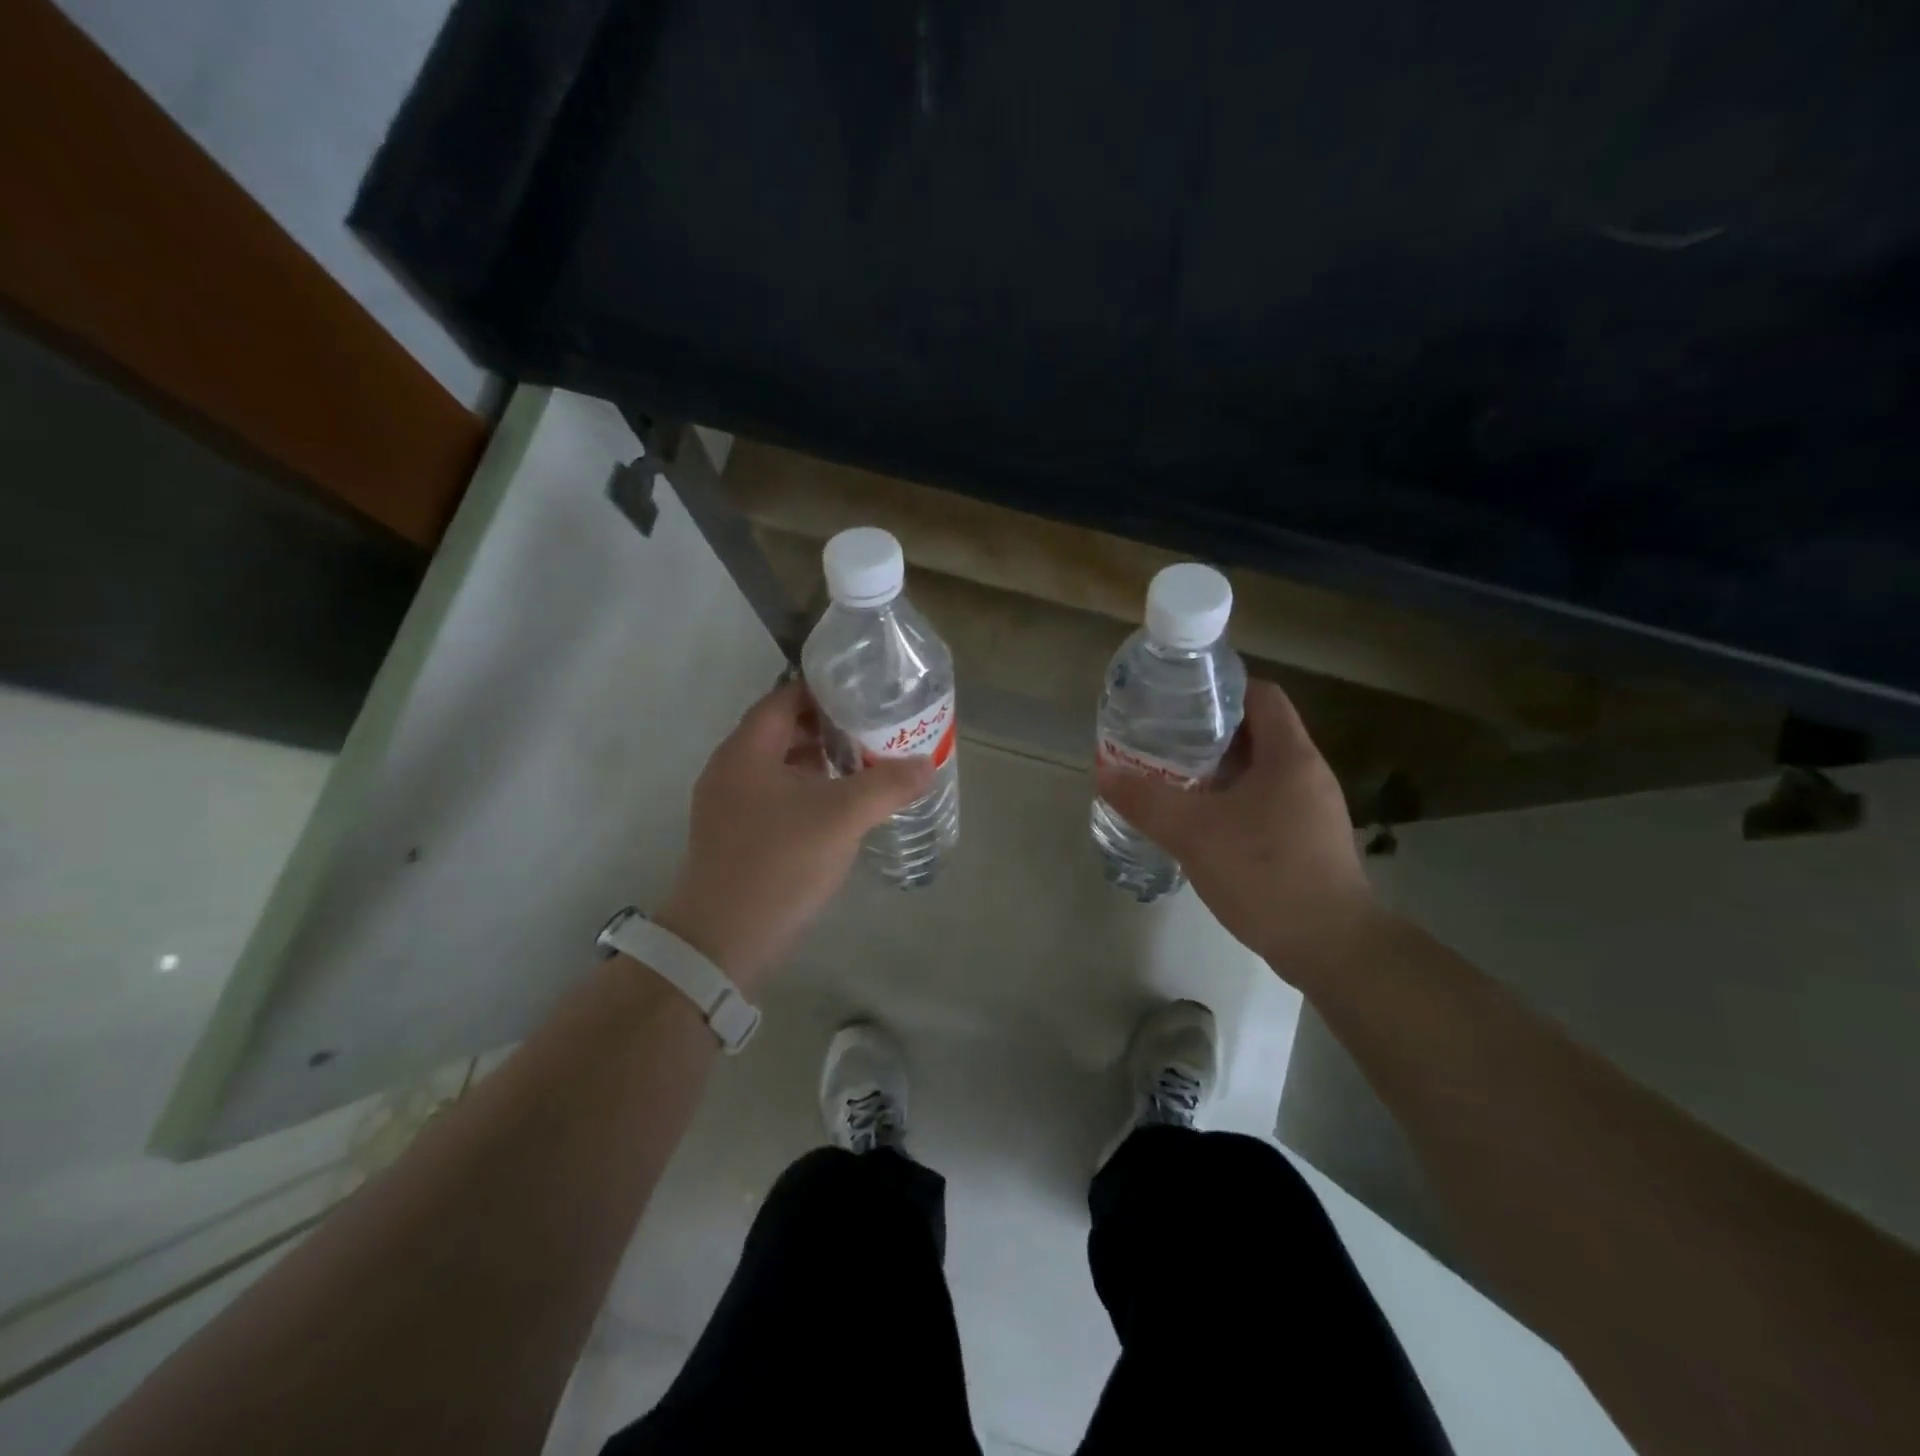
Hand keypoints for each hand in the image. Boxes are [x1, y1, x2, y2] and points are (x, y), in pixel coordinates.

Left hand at [654, 679, 933, 991]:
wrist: (723, 940)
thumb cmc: (779, 864)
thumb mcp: (842, 818)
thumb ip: (887, 785)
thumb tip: (926, 764)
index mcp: (746, 751)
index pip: (785, 698)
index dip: (825, 690)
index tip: (865, 692)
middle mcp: (730, 769)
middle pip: (782, 730)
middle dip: (828, 727)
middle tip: (873, 728)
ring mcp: (728, 804)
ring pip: (779, 765)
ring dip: (819, 761)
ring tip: (864, 764)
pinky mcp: (735, 834)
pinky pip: (775, 795)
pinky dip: (807, 790)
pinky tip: (839, 807)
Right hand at [1094, 679, 1377, 984]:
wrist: (1331, 947)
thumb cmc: (1265, 874)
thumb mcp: (1194, 834)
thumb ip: (1146, 800)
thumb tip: (1104, 771)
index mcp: (1289, 756)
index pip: (1261, 695)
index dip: (1220, 689)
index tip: (1178, 701)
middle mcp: (1307, 773)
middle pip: (1257, 732)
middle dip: (1208, 733)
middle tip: (1164, 741)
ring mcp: (1312, 808)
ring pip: (1259, 770)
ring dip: (1218, 770)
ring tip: (1173, 779)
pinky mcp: (1308, 839)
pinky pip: (1265, 801)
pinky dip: (1232, 801)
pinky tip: (1201, 823)